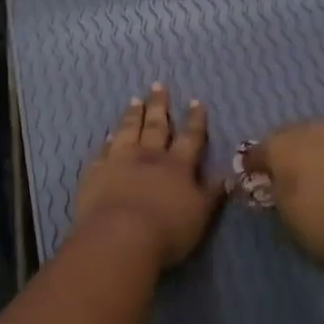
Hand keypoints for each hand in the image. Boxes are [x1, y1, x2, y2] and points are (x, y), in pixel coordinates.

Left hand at [73, 83, 222, 270]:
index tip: (195, 101)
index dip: (194, 120)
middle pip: (155, 126)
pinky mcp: (95, 173)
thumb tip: (227, 176)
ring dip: (132, 115)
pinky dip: (107, 142)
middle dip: (159, 106)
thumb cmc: (167, 230)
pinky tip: (108, 135)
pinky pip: (103, 151)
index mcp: (177, 166)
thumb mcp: (200, 215)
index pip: (189, 138)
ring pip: (127, 132)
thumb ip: (211, 194)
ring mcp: (119, 162)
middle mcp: (148, 157)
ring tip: (134, 100)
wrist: (120, 237)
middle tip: (158, 86)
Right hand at [241, 120, 323, 274]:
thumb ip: (278, 191)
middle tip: (294, 177)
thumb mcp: (286, 214)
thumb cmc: (322, 225)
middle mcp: (317, 128)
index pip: (260, 149)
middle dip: (293, 154)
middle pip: (297, 137)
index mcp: (283, 143)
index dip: (256, 165)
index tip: (256, 178)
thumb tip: (278, 184)